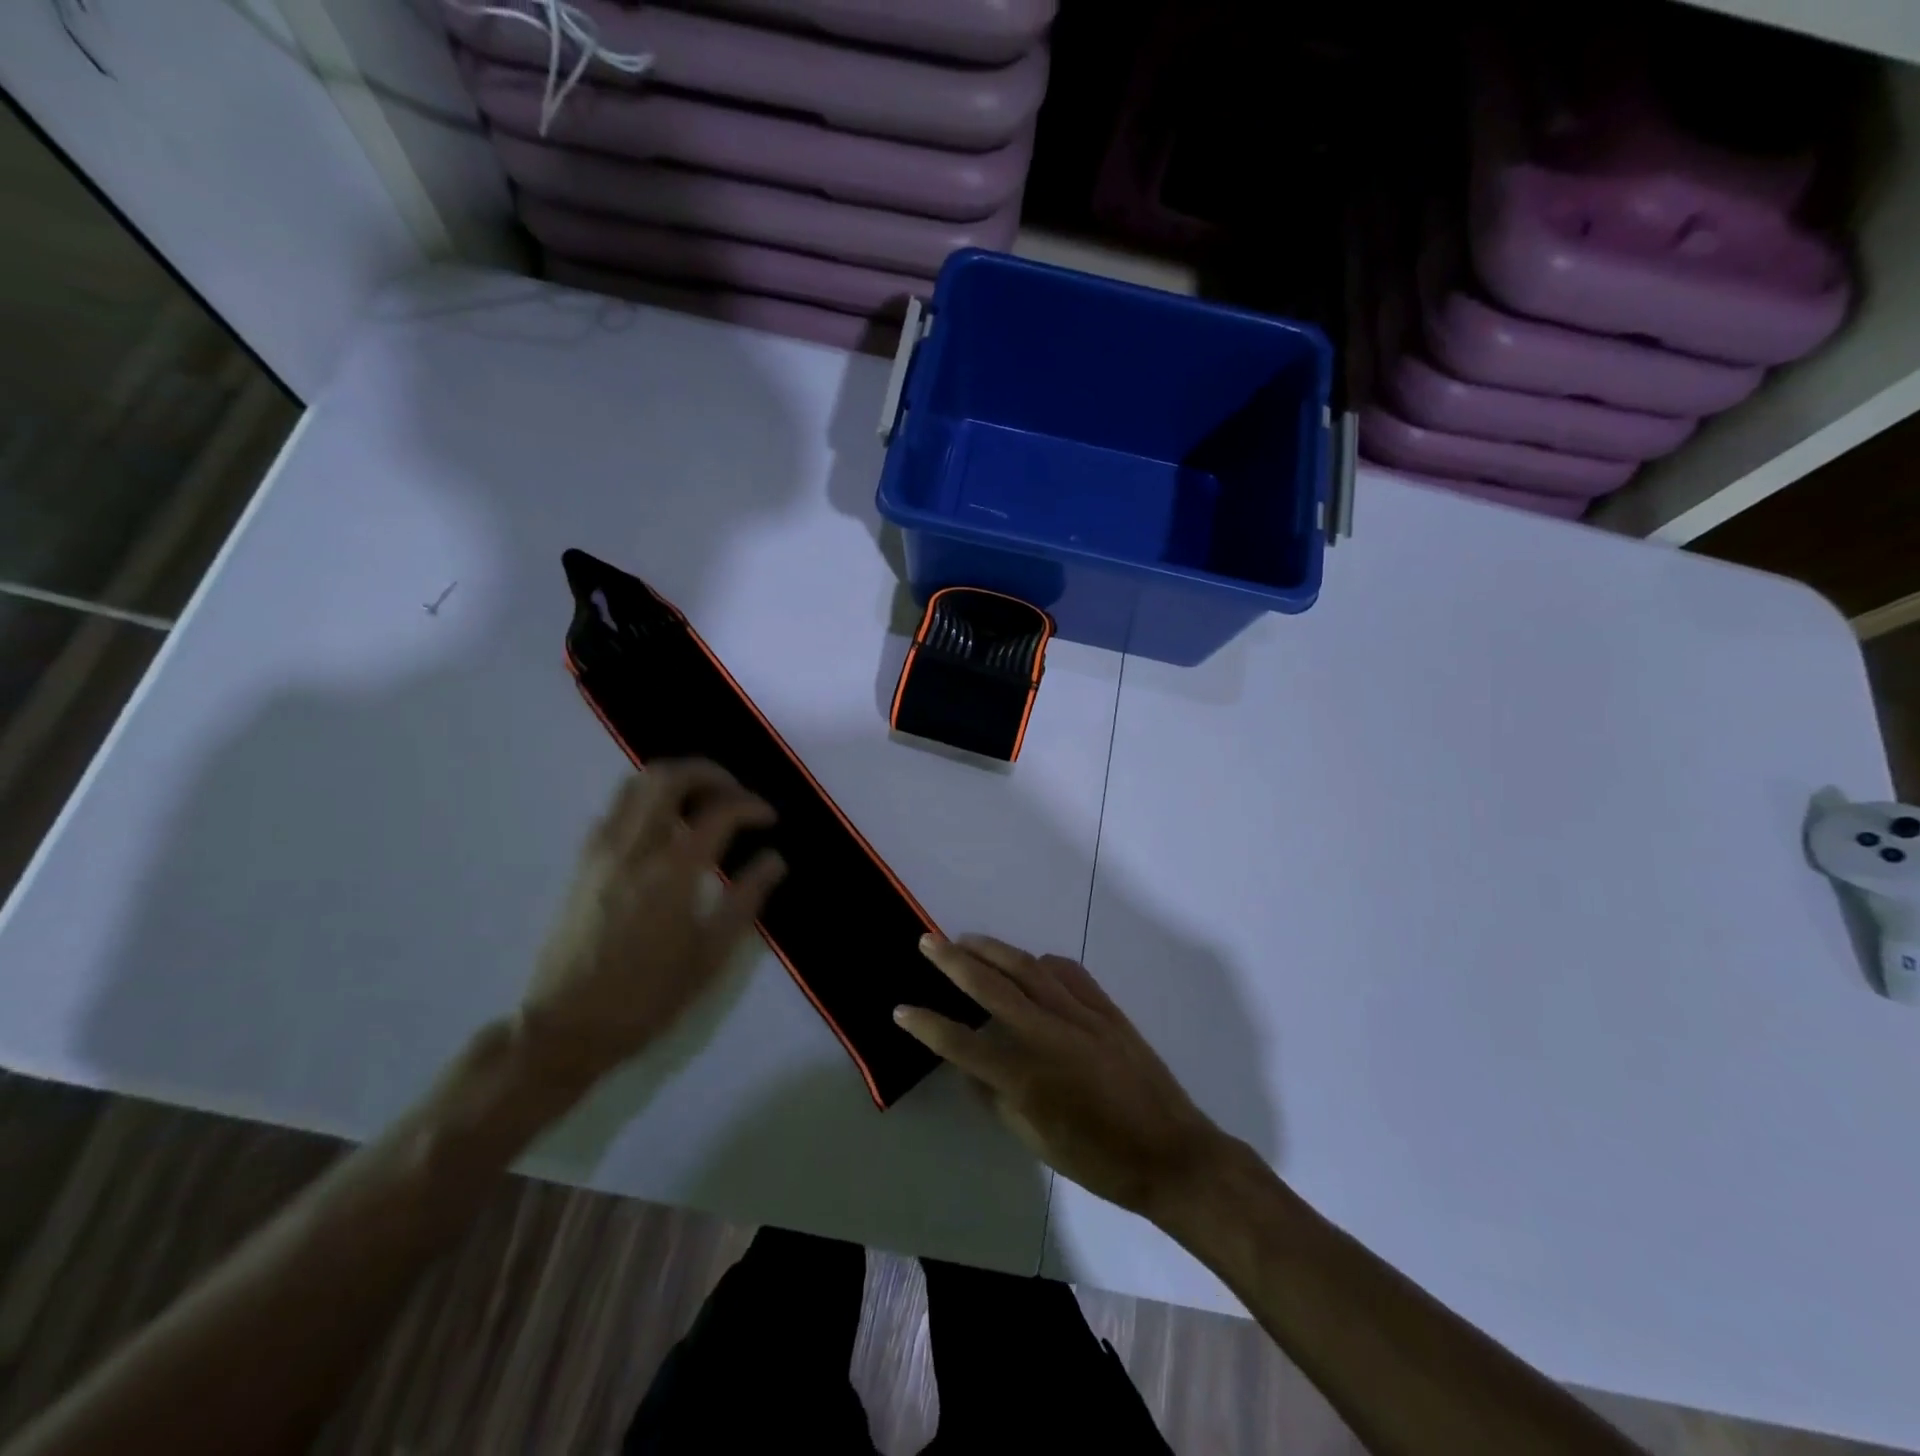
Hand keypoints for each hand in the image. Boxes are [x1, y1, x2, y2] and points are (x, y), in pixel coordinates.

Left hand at [522, 762, 784, 1084]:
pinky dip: (646, 802)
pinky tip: (663, 830)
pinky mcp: (583, 863)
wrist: (566, 1027)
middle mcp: (635, 847)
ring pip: (636, 784)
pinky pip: (616, 810)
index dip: (751, 806)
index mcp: (673, 870)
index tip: (769, 819)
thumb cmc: (648, 996)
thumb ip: (746, 899)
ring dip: (675, 781)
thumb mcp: (711, 955)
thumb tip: (774, 859)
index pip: (720, 811)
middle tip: (735, 794)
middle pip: (670, 777)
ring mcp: (602, 851)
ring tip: (702, 803)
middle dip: (710, 774)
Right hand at [895, 936, 1233, 1221]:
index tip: (901, 1010)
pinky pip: (1067, 972)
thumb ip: (997, 1099)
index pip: (962, 1043)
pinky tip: (1029, 961)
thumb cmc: (1100, 1161)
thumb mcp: (1037, 1142)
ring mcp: (1080, 1014)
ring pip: (1027, 967)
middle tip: (927, 941)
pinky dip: (1041, 962)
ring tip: (966, 939)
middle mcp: (1048, 1035)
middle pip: (991, 986)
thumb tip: (970, 1066)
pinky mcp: (1106, 1008)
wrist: (1172, 1153)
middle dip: (953, 961)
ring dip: (992, 950)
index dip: (927, 1025)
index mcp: (1027, 1077)